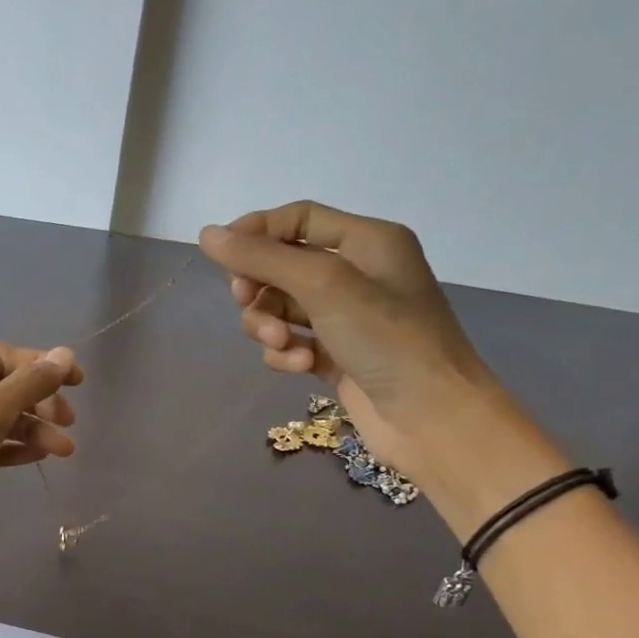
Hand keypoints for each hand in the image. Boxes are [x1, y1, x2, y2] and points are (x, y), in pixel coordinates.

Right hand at [198, 202, 555, 517]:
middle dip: (259, 287)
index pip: (298, 219)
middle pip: (282, 266)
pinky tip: (300, 367)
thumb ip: (263, 258)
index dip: (256, 232)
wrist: (431, 418)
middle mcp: (356, 274)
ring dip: (269, 326)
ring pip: (280, 308)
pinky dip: (285, 354)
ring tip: (282, 345)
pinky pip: (290, 343)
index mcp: (367, 242)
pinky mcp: (334, 357)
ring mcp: (345, 319)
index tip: (220, 255)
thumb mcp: (324, 286)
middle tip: (246, 303)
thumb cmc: (387, 339)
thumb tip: (206, 235)